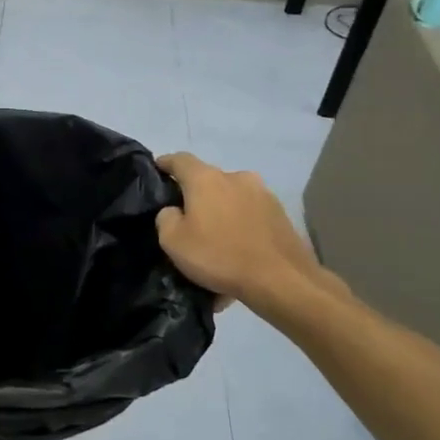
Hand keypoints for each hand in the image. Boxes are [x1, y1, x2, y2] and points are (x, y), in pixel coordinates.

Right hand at [155, 153, 344, 326]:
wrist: (281, 280)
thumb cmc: (219, 256)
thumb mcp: (173, 242)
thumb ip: (166, 218)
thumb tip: (173, 211)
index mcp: (206, 179)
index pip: (180, 160)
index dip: (166, 163)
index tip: (157, 169)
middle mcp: (236, 177)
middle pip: (208, 179)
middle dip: (196, 194)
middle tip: (186, 216)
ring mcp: (262, 194)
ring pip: (232, 197)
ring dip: (221, 210)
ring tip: (215, 237)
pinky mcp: (280, 213)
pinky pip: (250, 214)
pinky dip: (240, 225)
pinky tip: (236, 248)